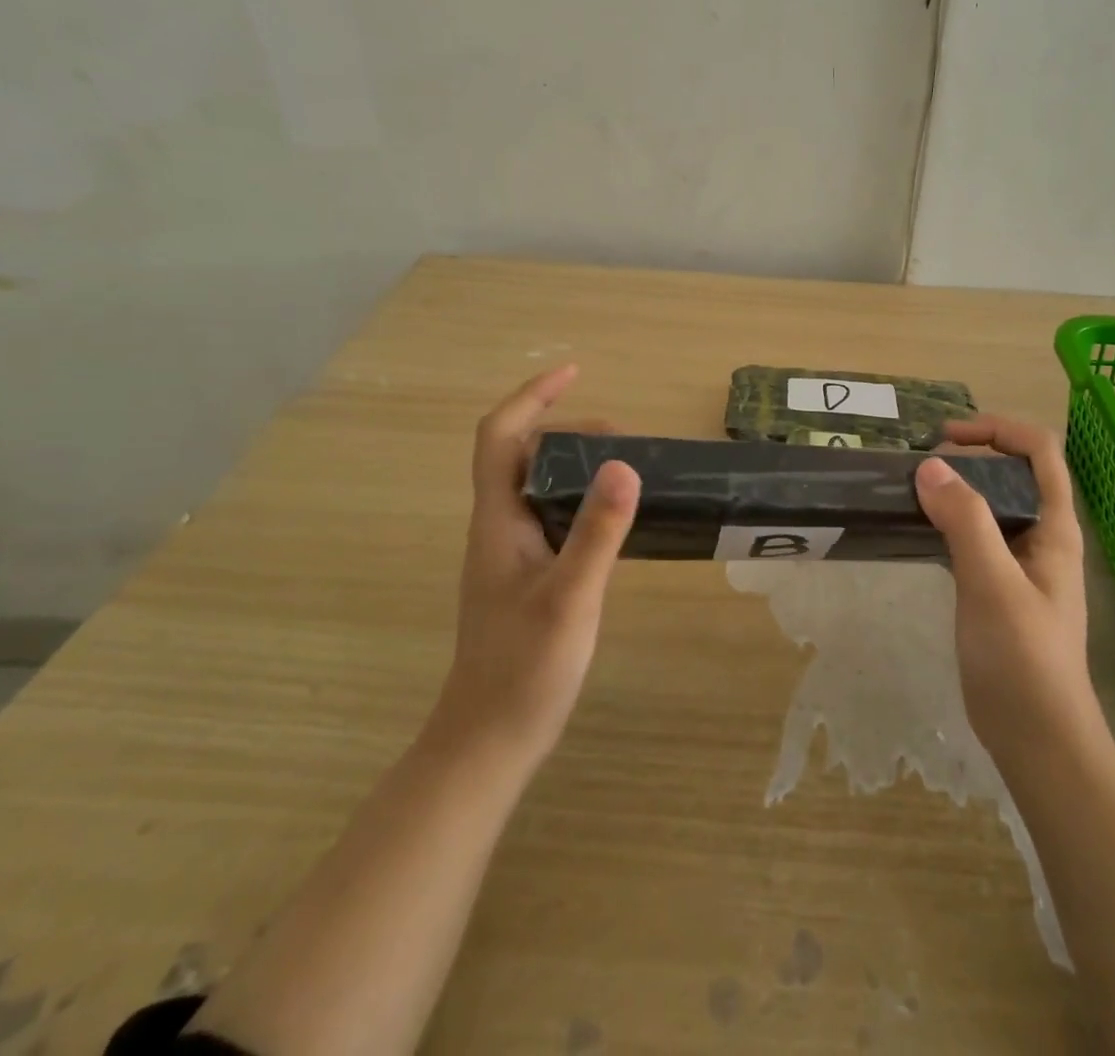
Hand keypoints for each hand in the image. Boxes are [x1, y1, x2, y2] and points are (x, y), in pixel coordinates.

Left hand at [427, 364, 640, 773]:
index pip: (500, 436)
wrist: (488, 742)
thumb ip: (598, 531)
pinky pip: (553, 517)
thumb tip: (624, 463)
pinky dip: (582, 499)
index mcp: (498, 520)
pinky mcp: (527, 577)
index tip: (574, 371)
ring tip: (626, 466)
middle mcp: (499, 527)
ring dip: (576, 463)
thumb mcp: (570, 597)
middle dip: (568, 429)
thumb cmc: (523, 669)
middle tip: (624, 438)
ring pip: (538, 486)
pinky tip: (615, 520)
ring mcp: (511, 554)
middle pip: (522, 454)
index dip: (532, 396)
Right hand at [914, 416, 1101, 771]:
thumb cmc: (1023, 660)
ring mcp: (1020, 564)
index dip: (998, 429)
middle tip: (922, 464)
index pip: (1039, 451)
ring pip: (991, 506)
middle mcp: (1042, 537)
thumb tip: (930, 466)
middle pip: (1014, 472)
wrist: (1038, 739)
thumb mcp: (992, 585)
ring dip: (957, 489)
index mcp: (1055, 528)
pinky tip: (919, 531)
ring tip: (913, 490)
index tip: (947, 438)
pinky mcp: (998, 589)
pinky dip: (948, 522)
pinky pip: (974, 538)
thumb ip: (965, 522)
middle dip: (972, 454)